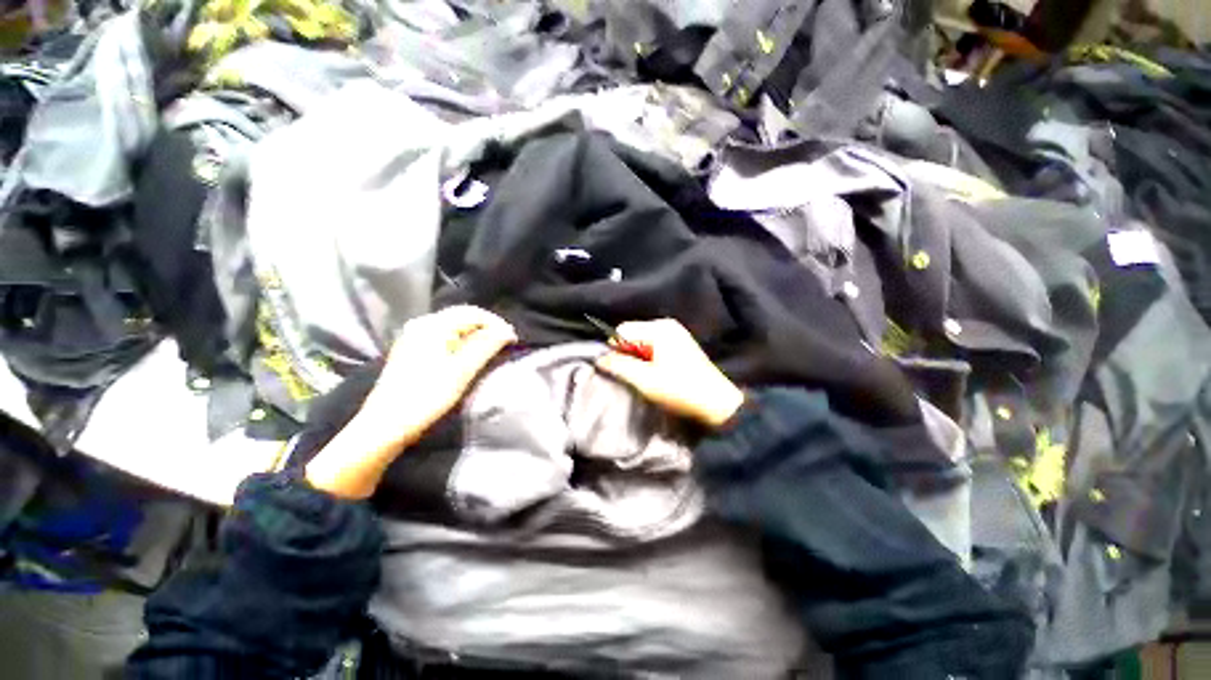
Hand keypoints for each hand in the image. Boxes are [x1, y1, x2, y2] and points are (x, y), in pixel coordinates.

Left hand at [306, 306, 515, 497]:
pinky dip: (461, 341)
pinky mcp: (411, 350)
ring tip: (491, 350)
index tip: (512, 339)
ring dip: (475, 335)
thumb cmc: (427, 396)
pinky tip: (468, 355)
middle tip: (504, 344)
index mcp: (433, 326)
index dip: (496, 323)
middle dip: (486, 328)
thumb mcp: (462, 370)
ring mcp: (414, 336)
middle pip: (462, 317)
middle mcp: (422, 324)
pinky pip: (443, 336)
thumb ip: (487, 346)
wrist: (386, 424)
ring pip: (453, 326)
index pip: (473, 313)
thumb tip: (507, 331)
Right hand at [594, 319, 743, 427]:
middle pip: (632, 334)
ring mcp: (675, 333)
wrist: (716, 403)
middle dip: (628, 353)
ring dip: (638, 357)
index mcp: (658, 329)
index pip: (622, 330)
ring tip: (646, 376)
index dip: (615, 348)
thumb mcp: (645, 380)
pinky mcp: (680, 344)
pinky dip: (649, 358)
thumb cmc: (680, 390)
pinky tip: (656, 373)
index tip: (618, 369)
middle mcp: (666, 325)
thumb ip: (619, 366)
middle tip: (634, 375)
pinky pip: (654, 345)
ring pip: (642, 340)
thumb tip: (600, 359)